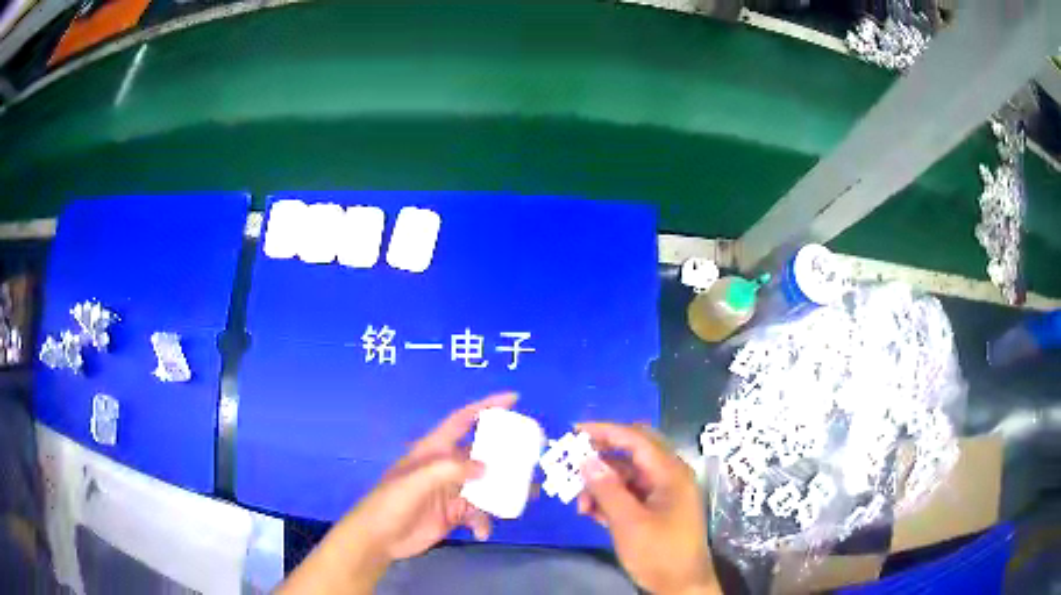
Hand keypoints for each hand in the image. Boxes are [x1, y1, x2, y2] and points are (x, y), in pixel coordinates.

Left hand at [278, 393, 516, 594]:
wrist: (380, 538)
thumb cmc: (391, 503)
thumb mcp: (417, 481)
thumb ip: (450, 470)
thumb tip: (487, 467)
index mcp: (433, 450)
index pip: (462, 420)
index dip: (486, 406)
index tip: (514, 400)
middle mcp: (446, 467)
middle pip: (482, 454)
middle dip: (506, 456)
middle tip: (532, 460)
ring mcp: (451, 491)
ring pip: (486, 485)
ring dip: (503, 492)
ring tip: (525, 499)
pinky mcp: (454, 513)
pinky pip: (479, 512)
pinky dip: (484, 521)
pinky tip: (481, 533)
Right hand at [577, 423, 718, 594]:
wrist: (681, 586)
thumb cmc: (659, 553)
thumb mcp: (628, 523)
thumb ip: (607, 489)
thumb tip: (586, 459)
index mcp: (670, 473)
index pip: (636, 439)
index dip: (605, 431)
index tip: (574, 431)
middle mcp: (669, 476)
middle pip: (633, 453)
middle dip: (602, 456)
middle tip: (573, 461)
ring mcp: (664, 493)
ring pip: (628, 475)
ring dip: (602, 484)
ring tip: (579, 503)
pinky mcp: (657, 510)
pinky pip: (630, 494)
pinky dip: (610, 498)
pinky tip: (591, 512)